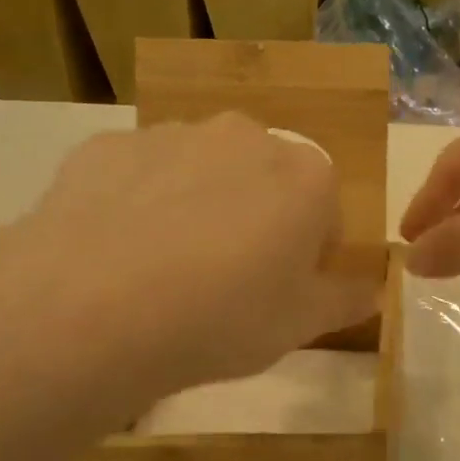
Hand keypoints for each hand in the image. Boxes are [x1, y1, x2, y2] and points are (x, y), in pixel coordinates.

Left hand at [0, 116, 377, 444]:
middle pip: (265, 179)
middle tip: (227, 280)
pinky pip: (140, 174)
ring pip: (202, 171)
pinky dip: (138, 202)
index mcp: (305, 176)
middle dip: (257, 218)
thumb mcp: (302, 325)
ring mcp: (171, 135)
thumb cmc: (222, 318)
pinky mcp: (106, 147)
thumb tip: (372, 290)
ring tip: (165, 270)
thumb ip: (346, 299)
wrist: (87, 312)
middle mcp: (245, 137)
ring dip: (199, 206)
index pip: (325, 209)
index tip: (282, 290)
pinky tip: (117, 253)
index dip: (308, 252)